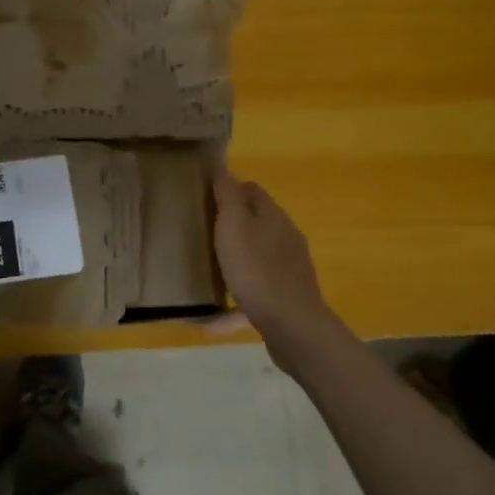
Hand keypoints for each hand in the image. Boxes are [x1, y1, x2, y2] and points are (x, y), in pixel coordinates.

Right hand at [212, 172, 334, 355]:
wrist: (291, 324)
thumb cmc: (256, 268)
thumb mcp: (234, 225)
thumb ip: (229, 196)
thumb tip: (225, 170)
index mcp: (273, 216)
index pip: (253, 190)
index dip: (230, 189)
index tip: (205, 198)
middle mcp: (286, 238)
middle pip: (258, 222)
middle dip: (233, 225)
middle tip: (204, 233)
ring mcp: (290, 269)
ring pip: (259, 256)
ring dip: (238, 259)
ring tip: (212, 270)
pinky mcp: (287, 297)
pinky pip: (257, 292)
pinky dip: (237, 299)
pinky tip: (215, 317)